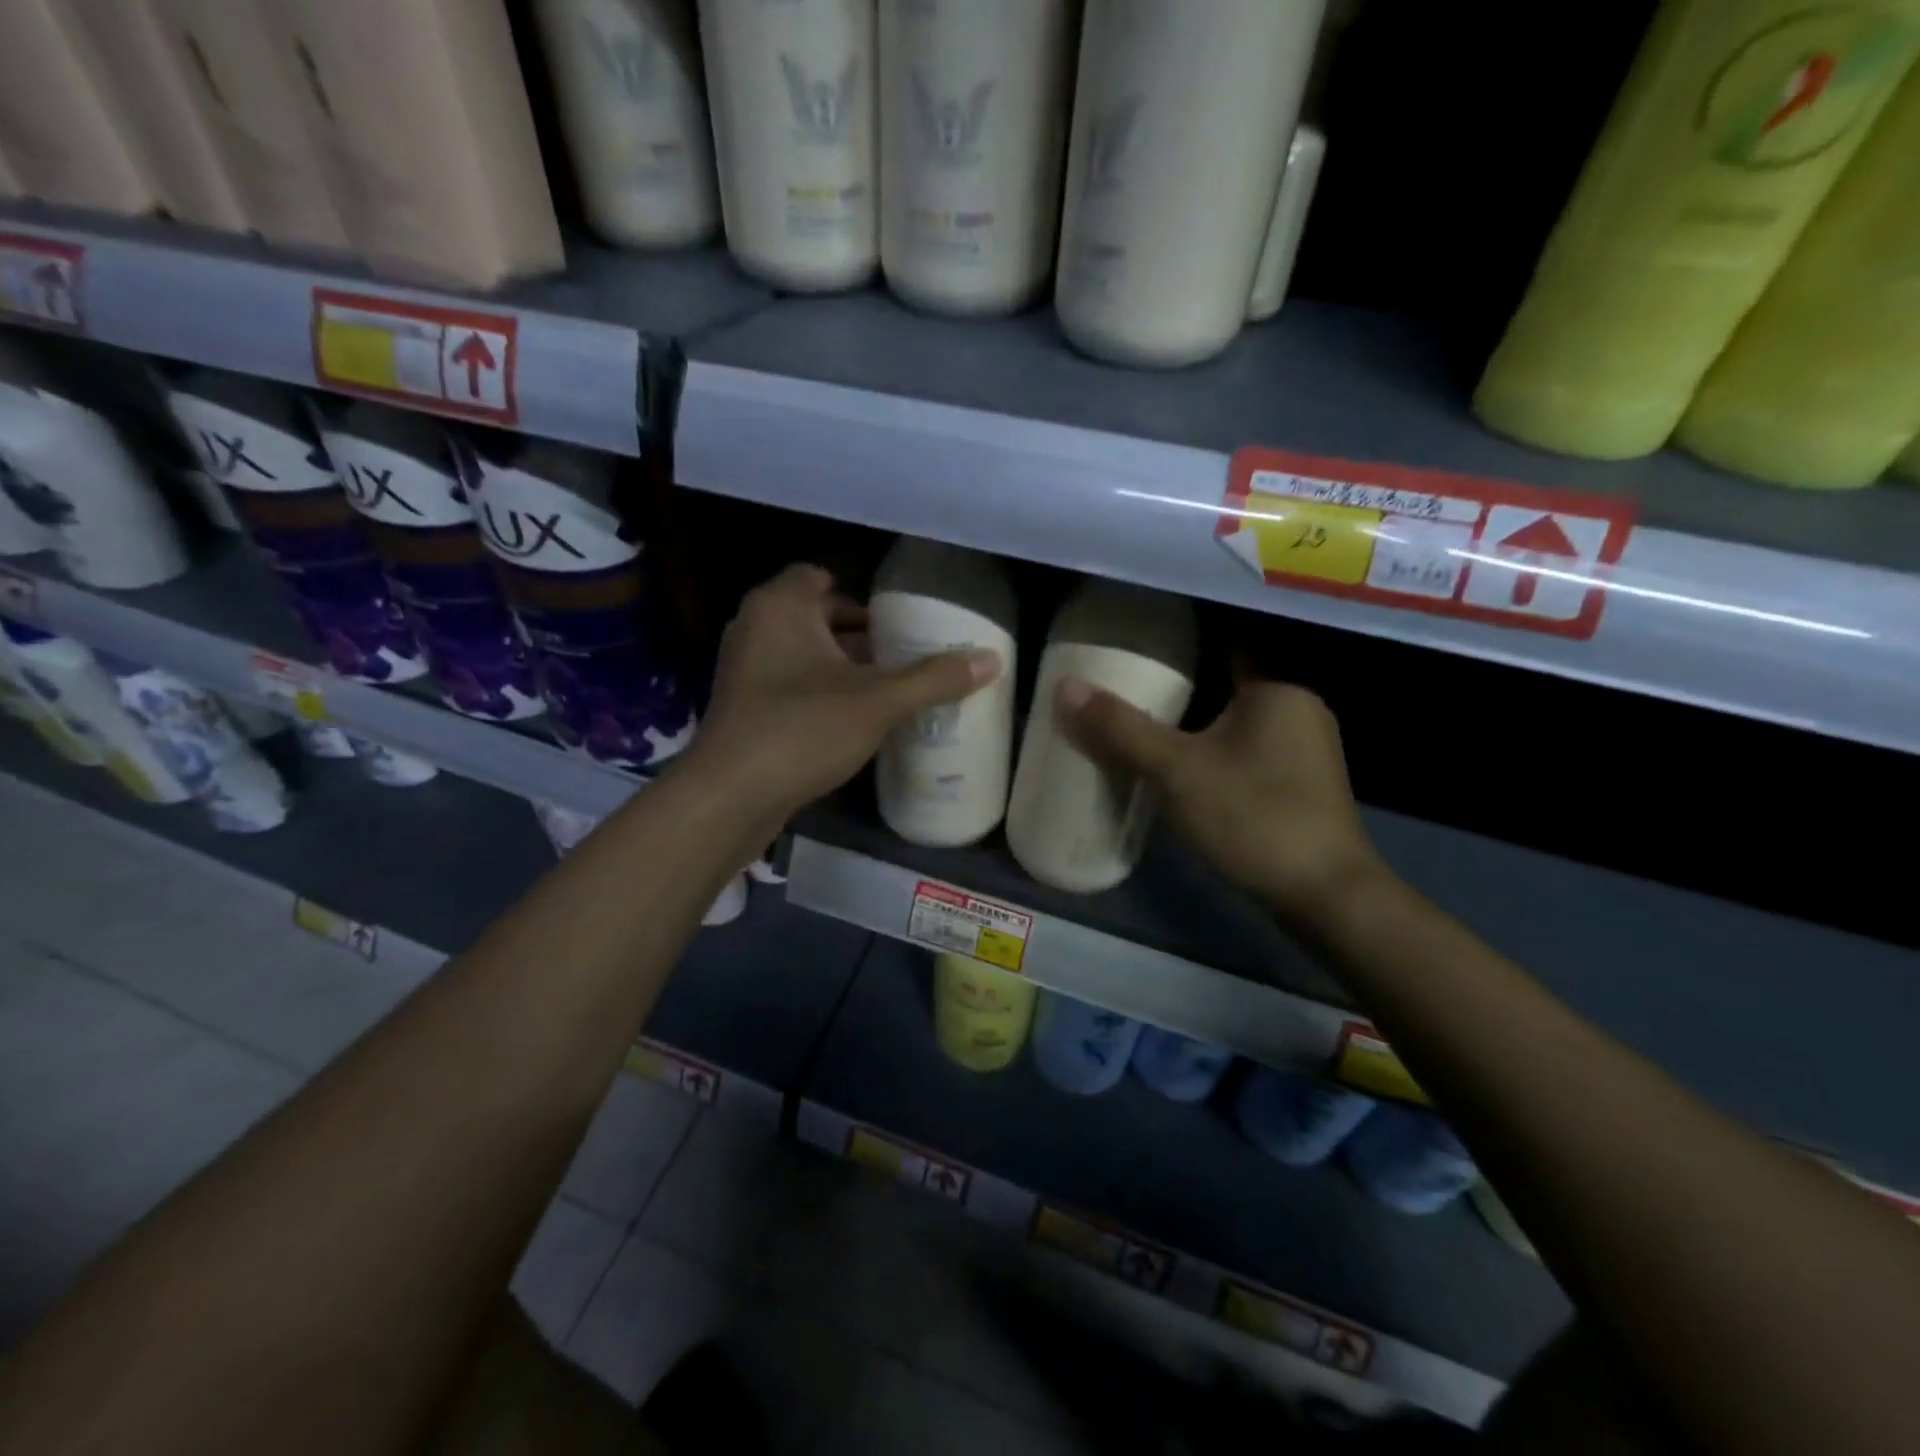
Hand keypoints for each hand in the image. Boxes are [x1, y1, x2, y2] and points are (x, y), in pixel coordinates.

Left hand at [680, 564, 1000, 827]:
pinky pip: (793, 685)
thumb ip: (934, 679)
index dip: (861, 592)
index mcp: (780, 606)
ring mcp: (746, 670)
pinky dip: (823, 692)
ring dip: (843, 666)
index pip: (820, 575)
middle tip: (905, 651)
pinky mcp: (746, 708)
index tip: (898, 615)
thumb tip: (992, 660)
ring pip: (805, 654)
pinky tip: (858, 718)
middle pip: (816, 615)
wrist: (731, 796)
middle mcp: (756, 628)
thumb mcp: (877, 701)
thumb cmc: (801, 728)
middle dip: (860, 633)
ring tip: (892, 684)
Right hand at [1058, 674, 1385, 924]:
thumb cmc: (1254, 816)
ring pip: (1235, 723)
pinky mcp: (1301, 787)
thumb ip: (1121, 728)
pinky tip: (1182, 770)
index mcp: (1277, 689)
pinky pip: (1246, 753)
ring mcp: (1305, 751)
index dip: (1178, 645)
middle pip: (1225, 686)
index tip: (1135, 648)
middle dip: (1179, 689)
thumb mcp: (1177, 770)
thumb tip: (1065, 687)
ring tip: (1143, 726)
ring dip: (1195, 726)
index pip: (1222, 646)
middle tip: (1127, 689)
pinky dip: (1213, 754)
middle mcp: (1299, 710)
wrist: (1325, 897)